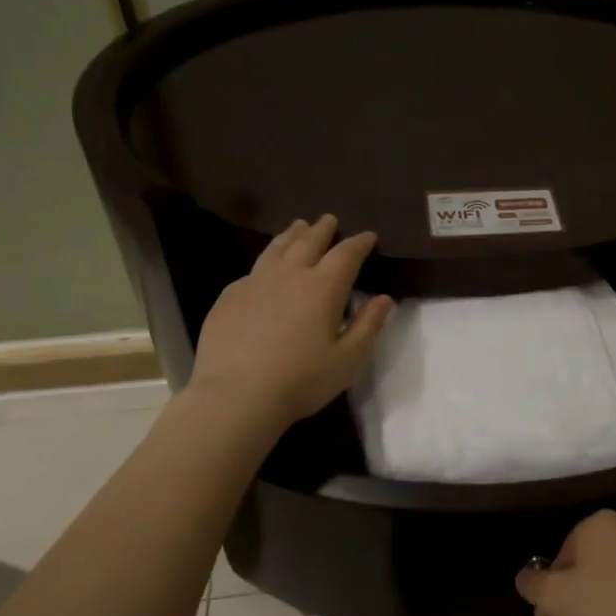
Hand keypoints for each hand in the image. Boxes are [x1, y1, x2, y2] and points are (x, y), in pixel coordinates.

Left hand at [186, 214, 392, 427]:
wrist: (237, 395)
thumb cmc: (301, 380)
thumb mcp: (347, 360)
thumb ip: (368, 326)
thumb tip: (385, 299)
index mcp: (322, 288)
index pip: (346, 254)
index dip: (359, 243)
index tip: (368, 236)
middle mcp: (289, 275)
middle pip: (308, 242)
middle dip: (322, 229)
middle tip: (329, 220)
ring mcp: (254, 283)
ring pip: (276, 249)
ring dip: (292, 235)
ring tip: (298, 227)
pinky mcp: (229, 297)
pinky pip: (253, 270)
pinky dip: (267, 262)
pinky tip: (265, 269)